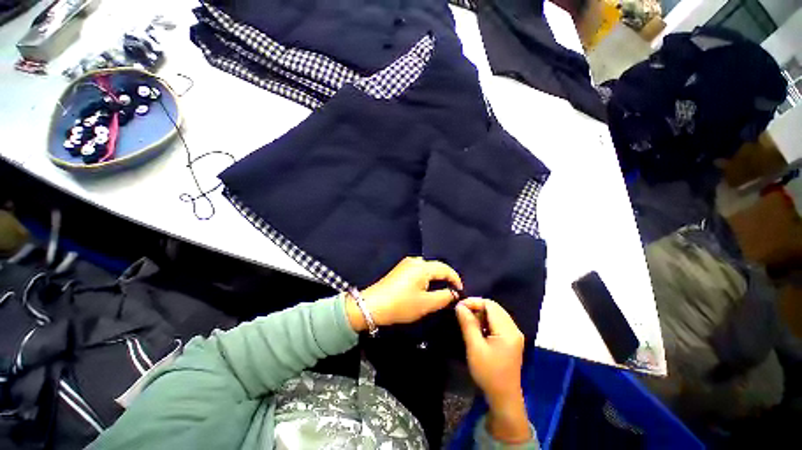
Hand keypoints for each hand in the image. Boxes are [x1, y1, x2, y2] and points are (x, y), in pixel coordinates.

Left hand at [346, 257, 462, 330]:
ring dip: (435, 277)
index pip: (445, 269)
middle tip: (452, 291)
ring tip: (441, 289)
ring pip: (427, 268)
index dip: (455, 279)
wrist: (373, 305)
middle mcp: (415, 261)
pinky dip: (426, 277)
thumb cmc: (402, 305)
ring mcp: (406, 263)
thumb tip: (454, 293)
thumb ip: (444, 297)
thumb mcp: (426, 304)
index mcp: (422, 267)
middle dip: (445, 277)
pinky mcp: (400, 269)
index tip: (460, 291)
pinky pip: (419, 270)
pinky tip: (426, 286)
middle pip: (436, 266)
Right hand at [456, 298, 530, 443]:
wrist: (503, 397)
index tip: (459, 307)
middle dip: (477, 307)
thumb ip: (468, 324)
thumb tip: (460, 305)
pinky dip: (486, 321)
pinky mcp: (511, 339)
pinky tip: (477, 328)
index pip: (490, 305)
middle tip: (462, 314)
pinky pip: (497, 322)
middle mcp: (514, 329)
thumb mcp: (475, 348)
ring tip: (468, 321)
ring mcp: (514, 334)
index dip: (474, 302)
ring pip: (495, 314)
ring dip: (481, 314)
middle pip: (494, 308)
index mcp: (508, 330)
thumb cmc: (488, 373)